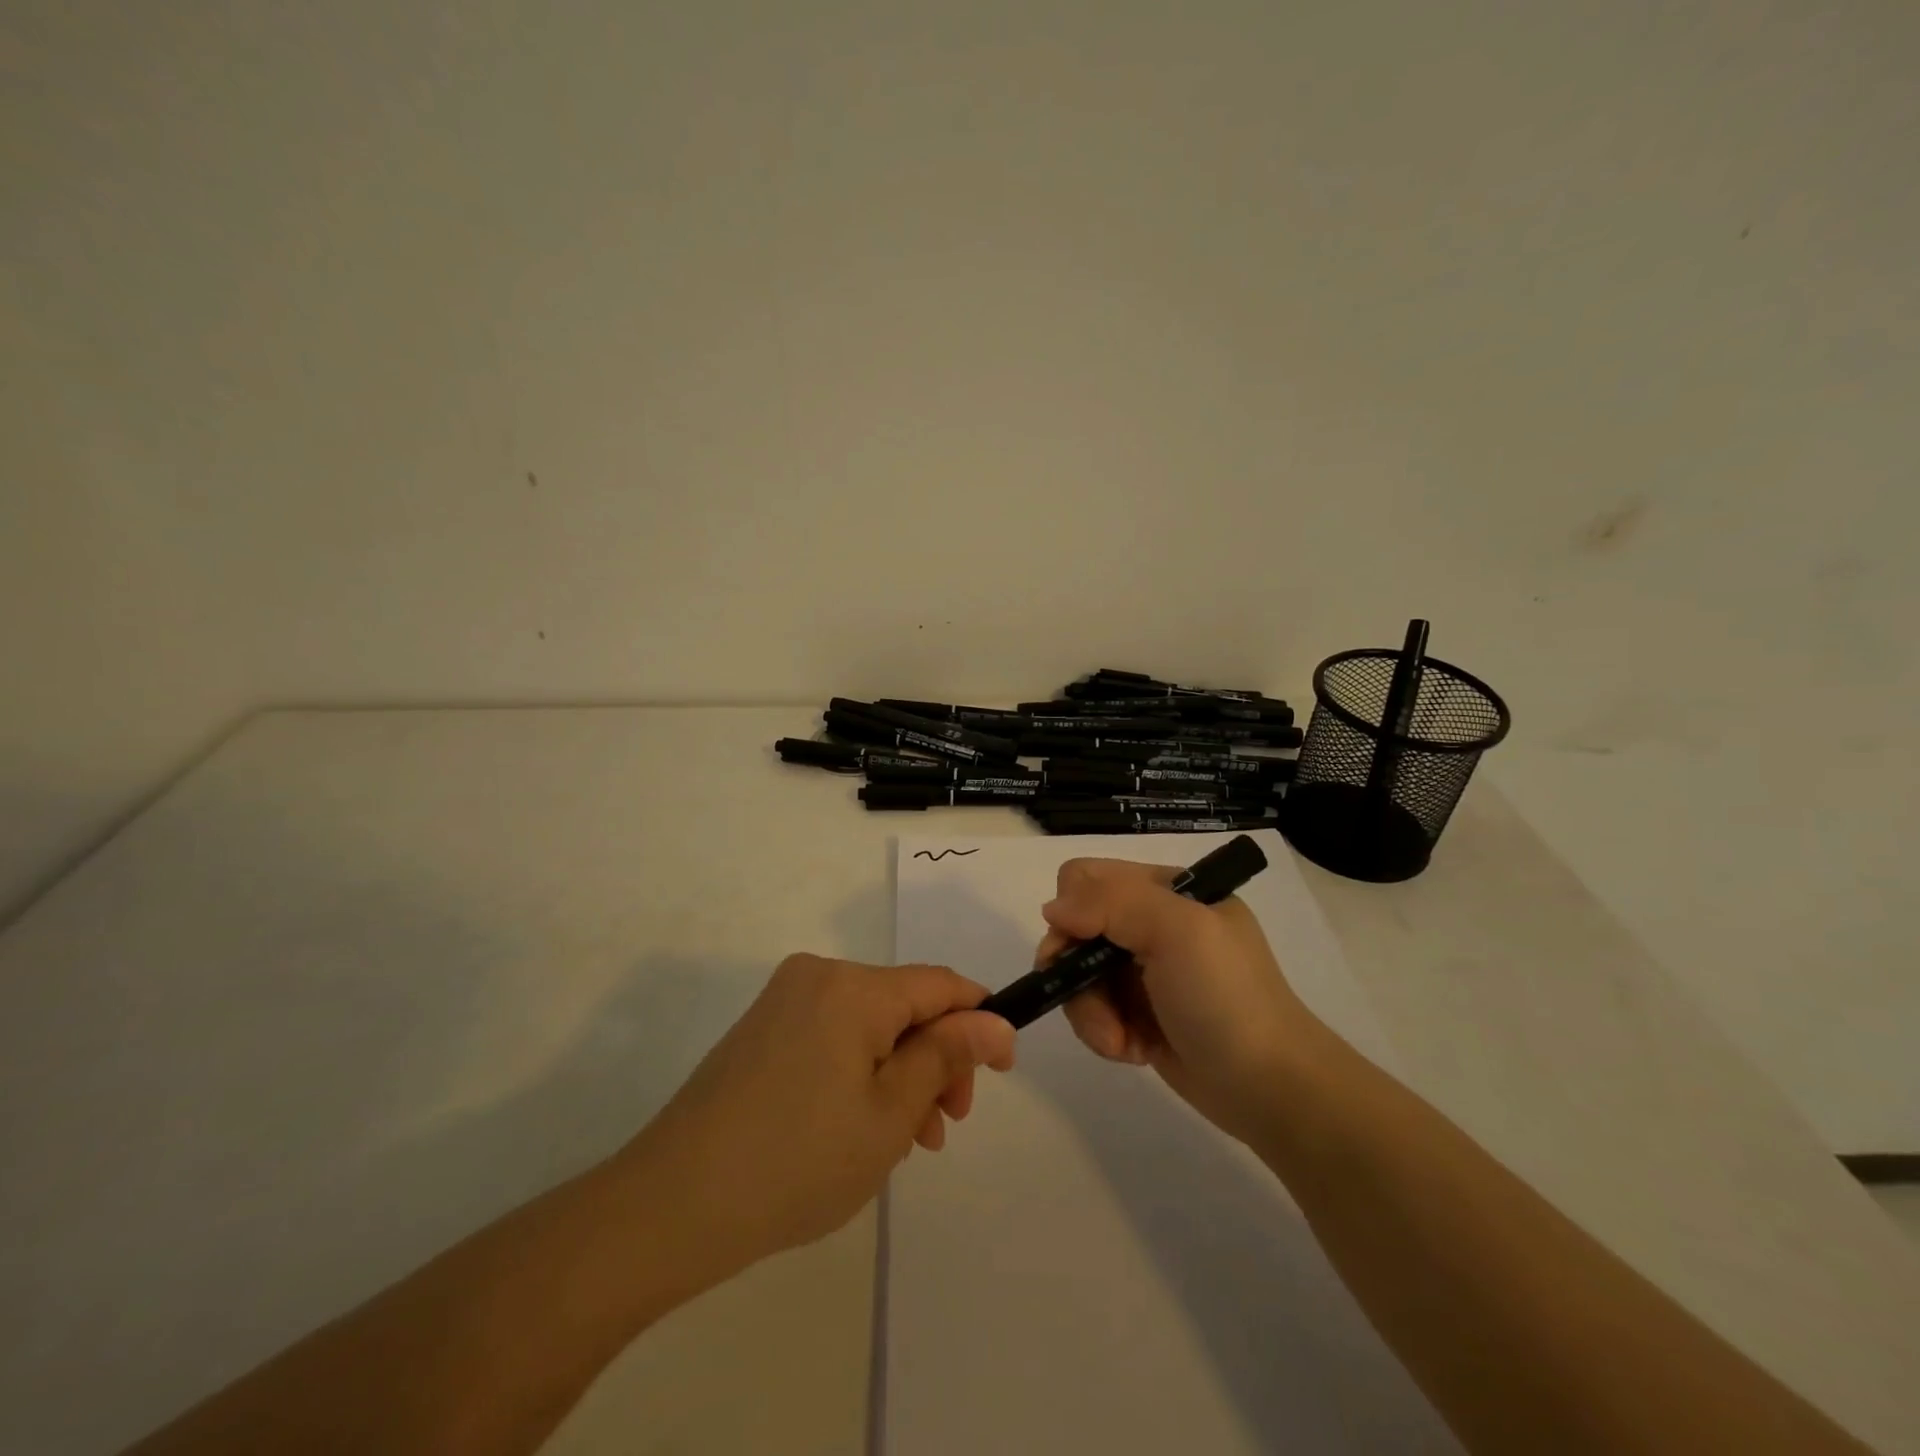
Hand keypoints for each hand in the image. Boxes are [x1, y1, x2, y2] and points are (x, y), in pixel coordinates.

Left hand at [614, 955, 1014, 1275]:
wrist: (672, 1204)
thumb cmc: (798, 1161)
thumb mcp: (890, 1114)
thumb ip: (946, 1056)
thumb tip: (995, 1021)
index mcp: (853, 987)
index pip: (940, 985)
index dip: (979, 1020)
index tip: (1002, 1070)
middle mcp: (818, 976)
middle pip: (903, 1005)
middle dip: (935, 1059)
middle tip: (945, 1126)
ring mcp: (784, 1000)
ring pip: (870, 1024)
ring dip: (899, 1072)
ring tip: (907, 1141)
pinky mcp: (762, 1029)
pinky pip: (833, 1035)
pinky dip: (860, 1071)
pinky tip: (861, 1125)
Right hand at [1037, 857, 1312, 1141]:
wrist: (1270, 1088)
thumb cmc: (1226, 998)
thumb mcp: (1177, 930)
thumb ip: (1111, 903)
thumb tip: (1051, 909)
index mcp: (1165, 890)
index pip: (1087, 877)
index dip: (1073, 909)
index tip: (1080, 946)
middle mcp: (1151, 923)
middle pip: (1074, 929)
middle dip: (1076, 971)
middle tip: (1094, 1005)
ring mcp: (1144, 971)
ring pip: (1077, 975)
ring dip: (1090, 1011)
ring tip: (1120, 1043)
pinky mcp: (1139, 1013)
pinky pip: (1094, 1011)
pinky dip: (1105, 1033)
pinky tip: (1133, 1052)